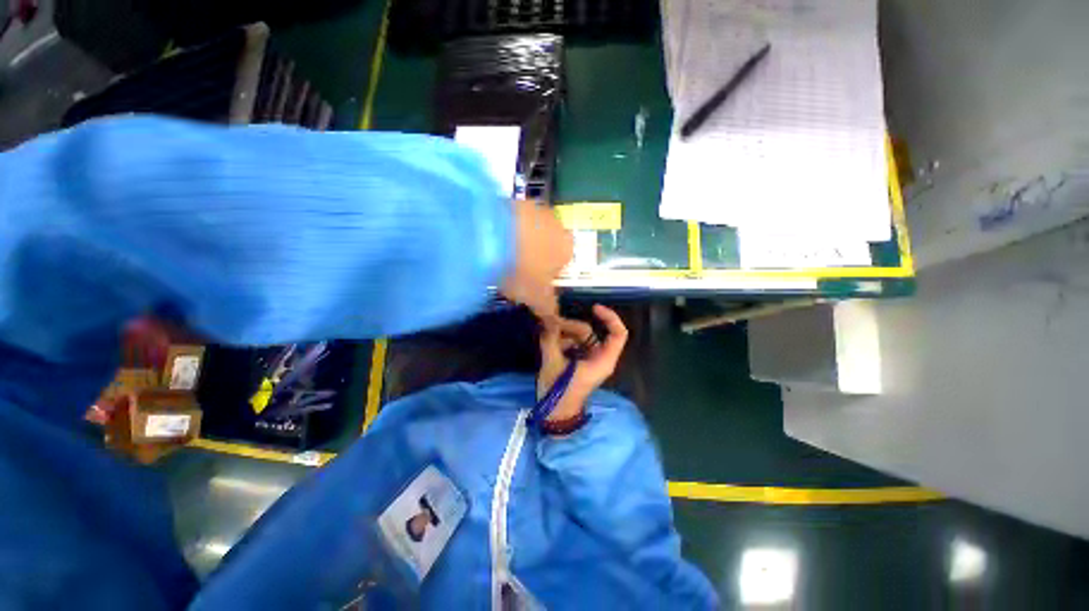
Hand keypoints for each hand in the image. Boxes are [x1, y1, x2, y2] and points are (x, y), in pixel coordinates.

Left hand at [501, 201, 572, 317]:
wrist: (491, 236)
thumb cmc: (522, 271)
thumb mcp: (536, 297)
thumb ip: (549, 309)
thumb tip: (555, 321)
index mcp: (567, 248)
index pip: (564, 263)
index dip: (548, 274)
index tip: (531, 282)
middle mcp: (557, 224)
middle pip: (548, 244)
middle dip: (535, 255)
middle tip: (514, 269)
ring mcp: (535, 207)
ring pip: (530, 229)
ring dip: (519, 240)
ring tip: (499, 254)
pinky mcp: (513, 199)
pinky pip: (512, 219)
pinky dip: (505, 228)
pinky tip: (490, 239)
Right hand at [537, 305, 628, 421]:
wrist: (555, 415)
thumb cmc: (559, 392)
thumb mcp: (553, 363)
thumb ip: (550, 339)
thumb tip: (547, 319)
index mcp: (603, 360)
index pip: (618, 334)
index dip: (609, 317)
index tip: (593, 308)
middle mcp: (599, 357)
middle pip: (590, 332)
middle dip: (569, 326)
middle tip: (550, 326)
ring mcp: (589, 359)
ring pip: (579, 337)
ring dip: (562, 333)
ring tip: (546, 335)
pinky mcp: (579, 362)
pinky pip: (573, 344)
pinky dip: (561, 341)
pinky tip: (548, 343)